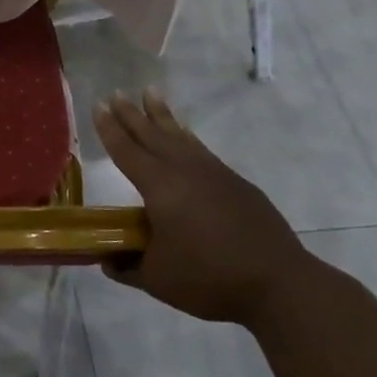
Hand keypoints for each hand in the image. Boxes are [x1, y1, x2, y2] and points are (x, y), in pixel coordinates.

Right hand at [94, 89, 312, 327]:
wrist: (279, 283)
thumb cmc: (210, 278)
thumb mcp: (158, 280)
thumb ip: (128, 267)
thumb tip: (107, 260)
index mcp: (160, 187)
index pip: (126, 151)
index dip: (110, 129)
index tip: (98, 106)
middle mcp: (184, 171)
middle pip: (152, 135)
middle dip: (131, 114)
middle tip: (116, 94)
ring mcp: (214, 173)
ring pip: (180, 136)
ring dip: (161, 115)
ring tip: (150, 93)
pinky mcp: (236, 183)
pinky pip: (200, 149)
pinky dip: (186, 136)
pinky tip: (184, 135)